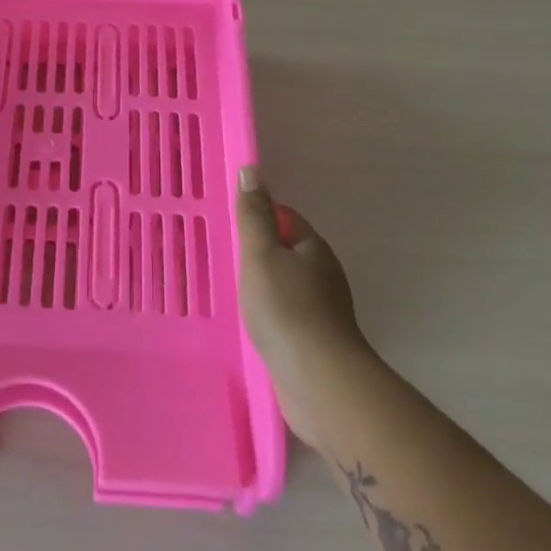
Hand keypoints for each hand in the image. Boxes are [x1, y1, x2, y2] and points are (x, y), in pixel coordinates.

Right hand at [236, 166, 368, 453]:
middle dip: (262, 252)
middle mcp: (325, 274)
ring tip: (234, 291)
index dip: (261, 217)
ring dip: (266, 286)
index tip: (232, 224)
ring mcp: (324, 310)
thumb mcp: (260, 253)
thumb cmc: (285, 307)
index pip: (287, 218)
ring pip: (289, 285)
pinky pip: (290, 316)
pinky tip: (254, 325)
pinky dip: (272, 315)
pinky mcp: (318, 341)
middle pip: (289, 251)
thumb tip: (252, 170)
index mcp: (314, 247)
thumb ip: (254, 215)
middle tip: (226, 257)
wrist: (318, 380)